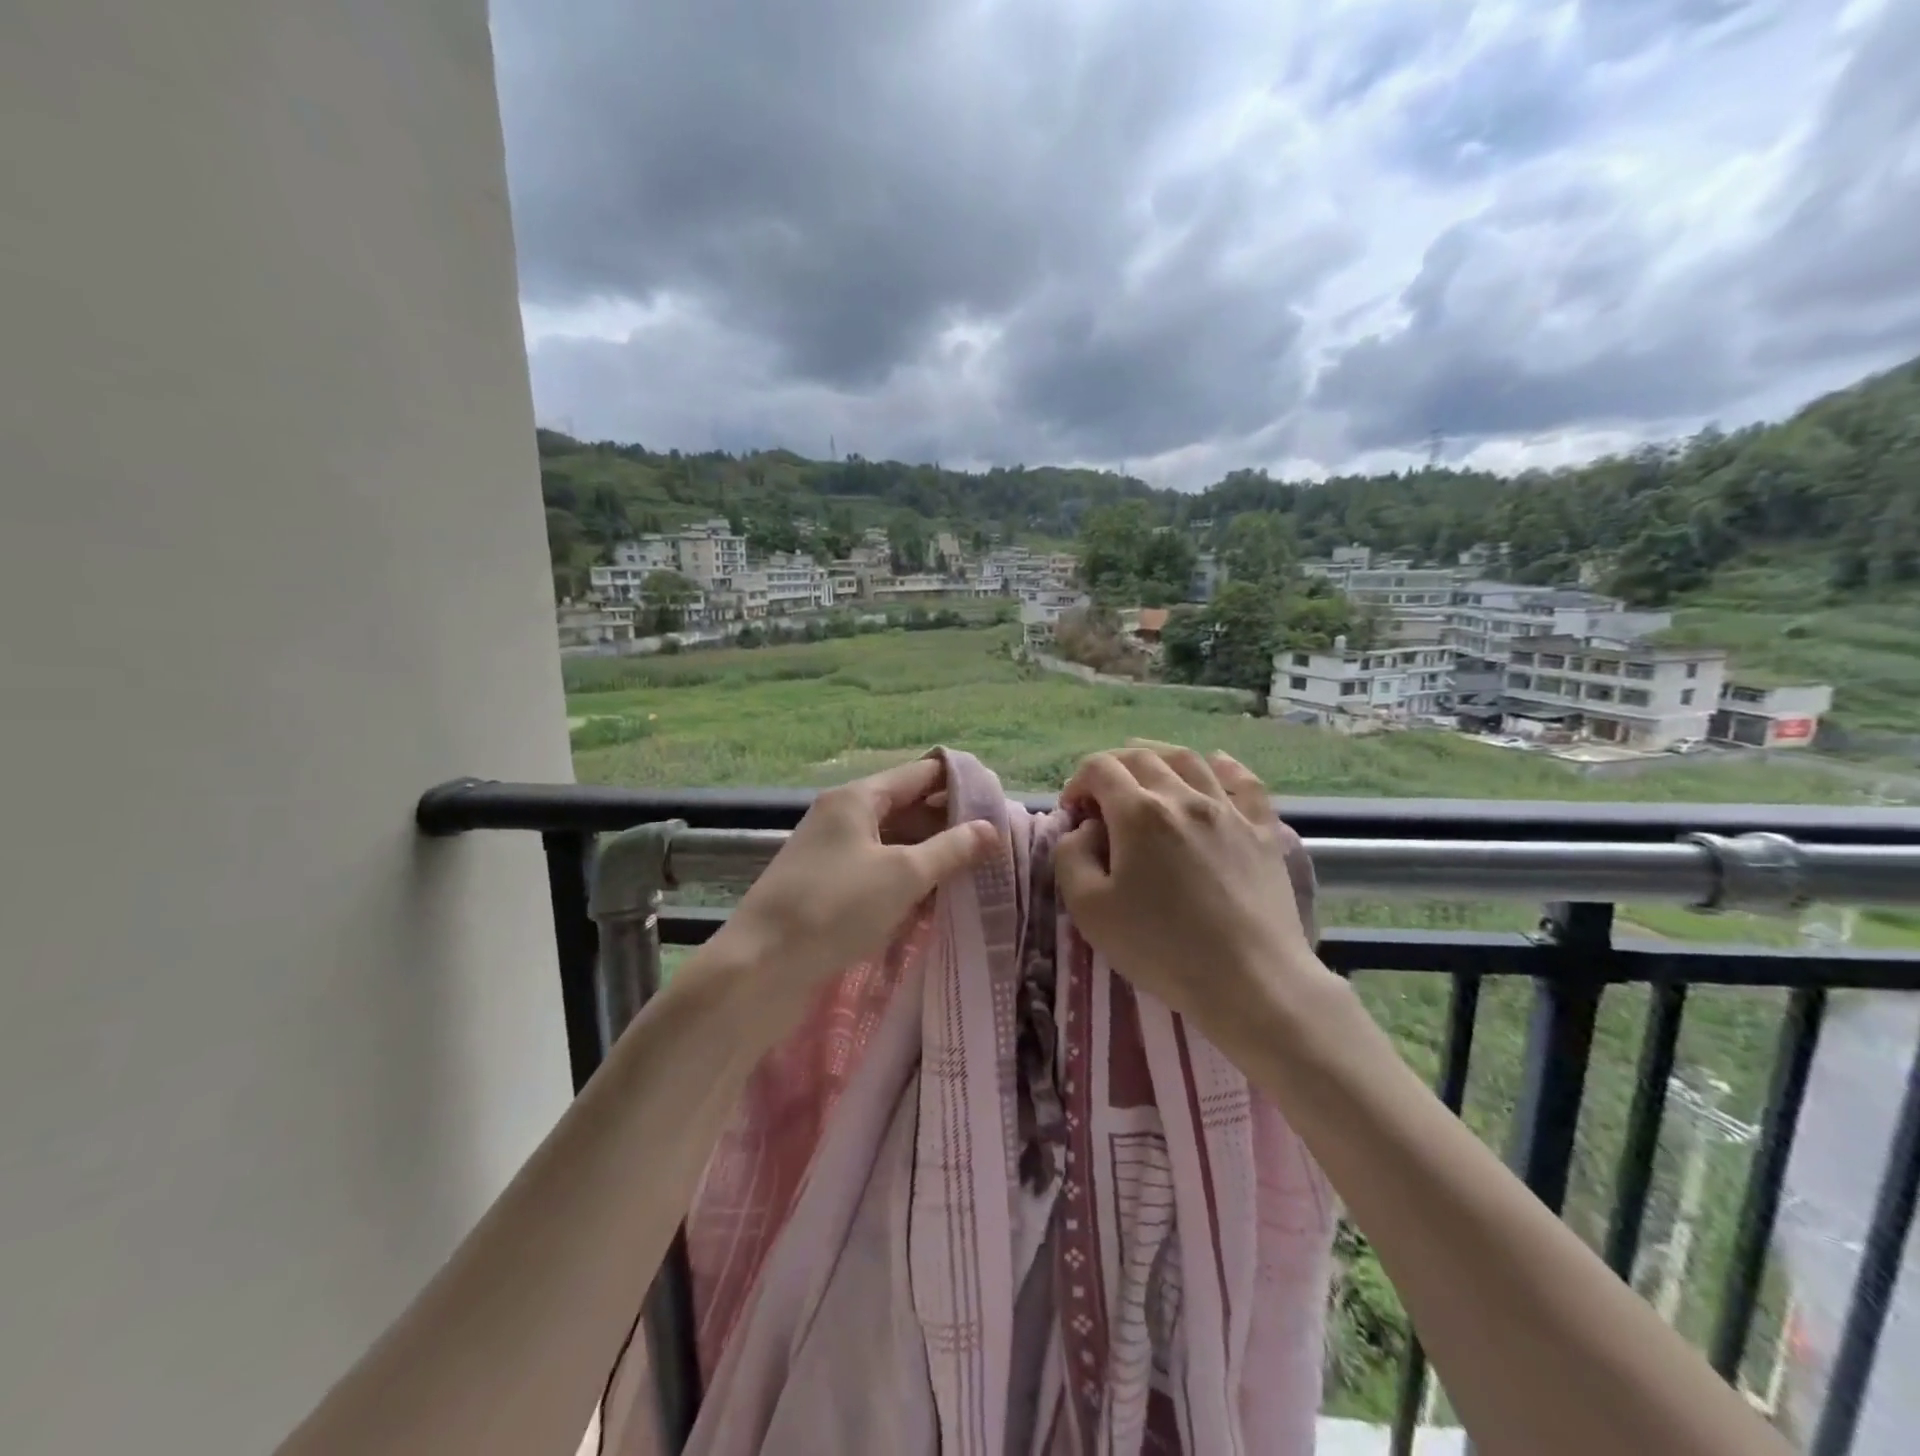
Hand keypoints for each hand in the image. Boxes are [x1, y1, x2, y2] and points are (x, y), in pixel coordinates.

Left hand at [709, 756, 995, 1021]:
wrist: (759, 968)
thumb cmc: (834, 908)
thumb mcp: (903, 875)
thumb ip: (951, 849)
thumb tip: (992, 828)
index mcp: (858, 798)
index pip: (921, 774)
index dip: (961, 783)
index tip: (1000, 802)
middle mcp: (844, 817)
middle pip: (908, 807)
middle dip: (951, 823)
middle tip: (996, 844)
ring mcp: (834, 853)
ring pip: (895, 843)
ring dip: (932, 855)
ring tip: (977, 872)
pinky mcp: (829, 888)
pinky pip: (879, 872)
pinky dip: (908, 880)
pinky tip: (937, 899)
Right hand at [1053, 744, 1326, 1048]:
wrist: (1251, 980)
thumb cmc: (1162, 948)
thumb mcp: (1089, 910)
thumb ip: (1071, 857)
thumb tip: (1085, 828)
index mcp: (1138, 813)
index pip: (1099, 769)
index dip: (1078, 782)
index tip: (1073, 813)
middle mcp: (1184, 797)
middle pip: (1141, 758)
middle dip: (1112, 766)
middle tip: (1100, 793)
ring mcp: (1228, 811)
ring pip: (1190, 760)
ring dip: (1158, 756)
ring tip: (1145, 769)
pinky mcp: (1263, 831)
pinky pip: (1245, 783)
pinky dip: (1225, 767)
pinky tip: (1215, 765)